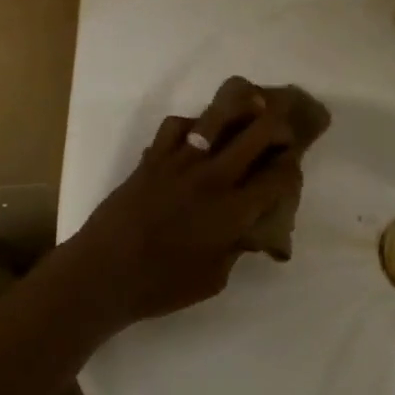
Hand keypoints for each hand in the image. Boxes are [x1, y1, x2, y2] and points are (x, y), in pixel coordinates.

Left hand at [65, 92, 303, 327]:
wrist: (102, 274)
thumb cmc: (161, 286)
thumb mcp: (215, 278)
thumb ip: (237, 246)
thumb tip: (249, 227)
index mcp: (234, 211)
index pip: (278, 176)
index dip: (291, 168)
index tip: (291, 168)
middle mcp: (213, 177)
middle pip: (259, 133)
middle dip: (279, 128)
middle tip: (282, 134)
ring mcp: (181, 161)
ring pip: (219, 117)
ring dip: (242, 109)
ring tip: (252, 107)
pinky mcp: (154, 157)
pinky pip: (178, 125)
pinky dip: (192, 125)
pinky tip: (196, 137)